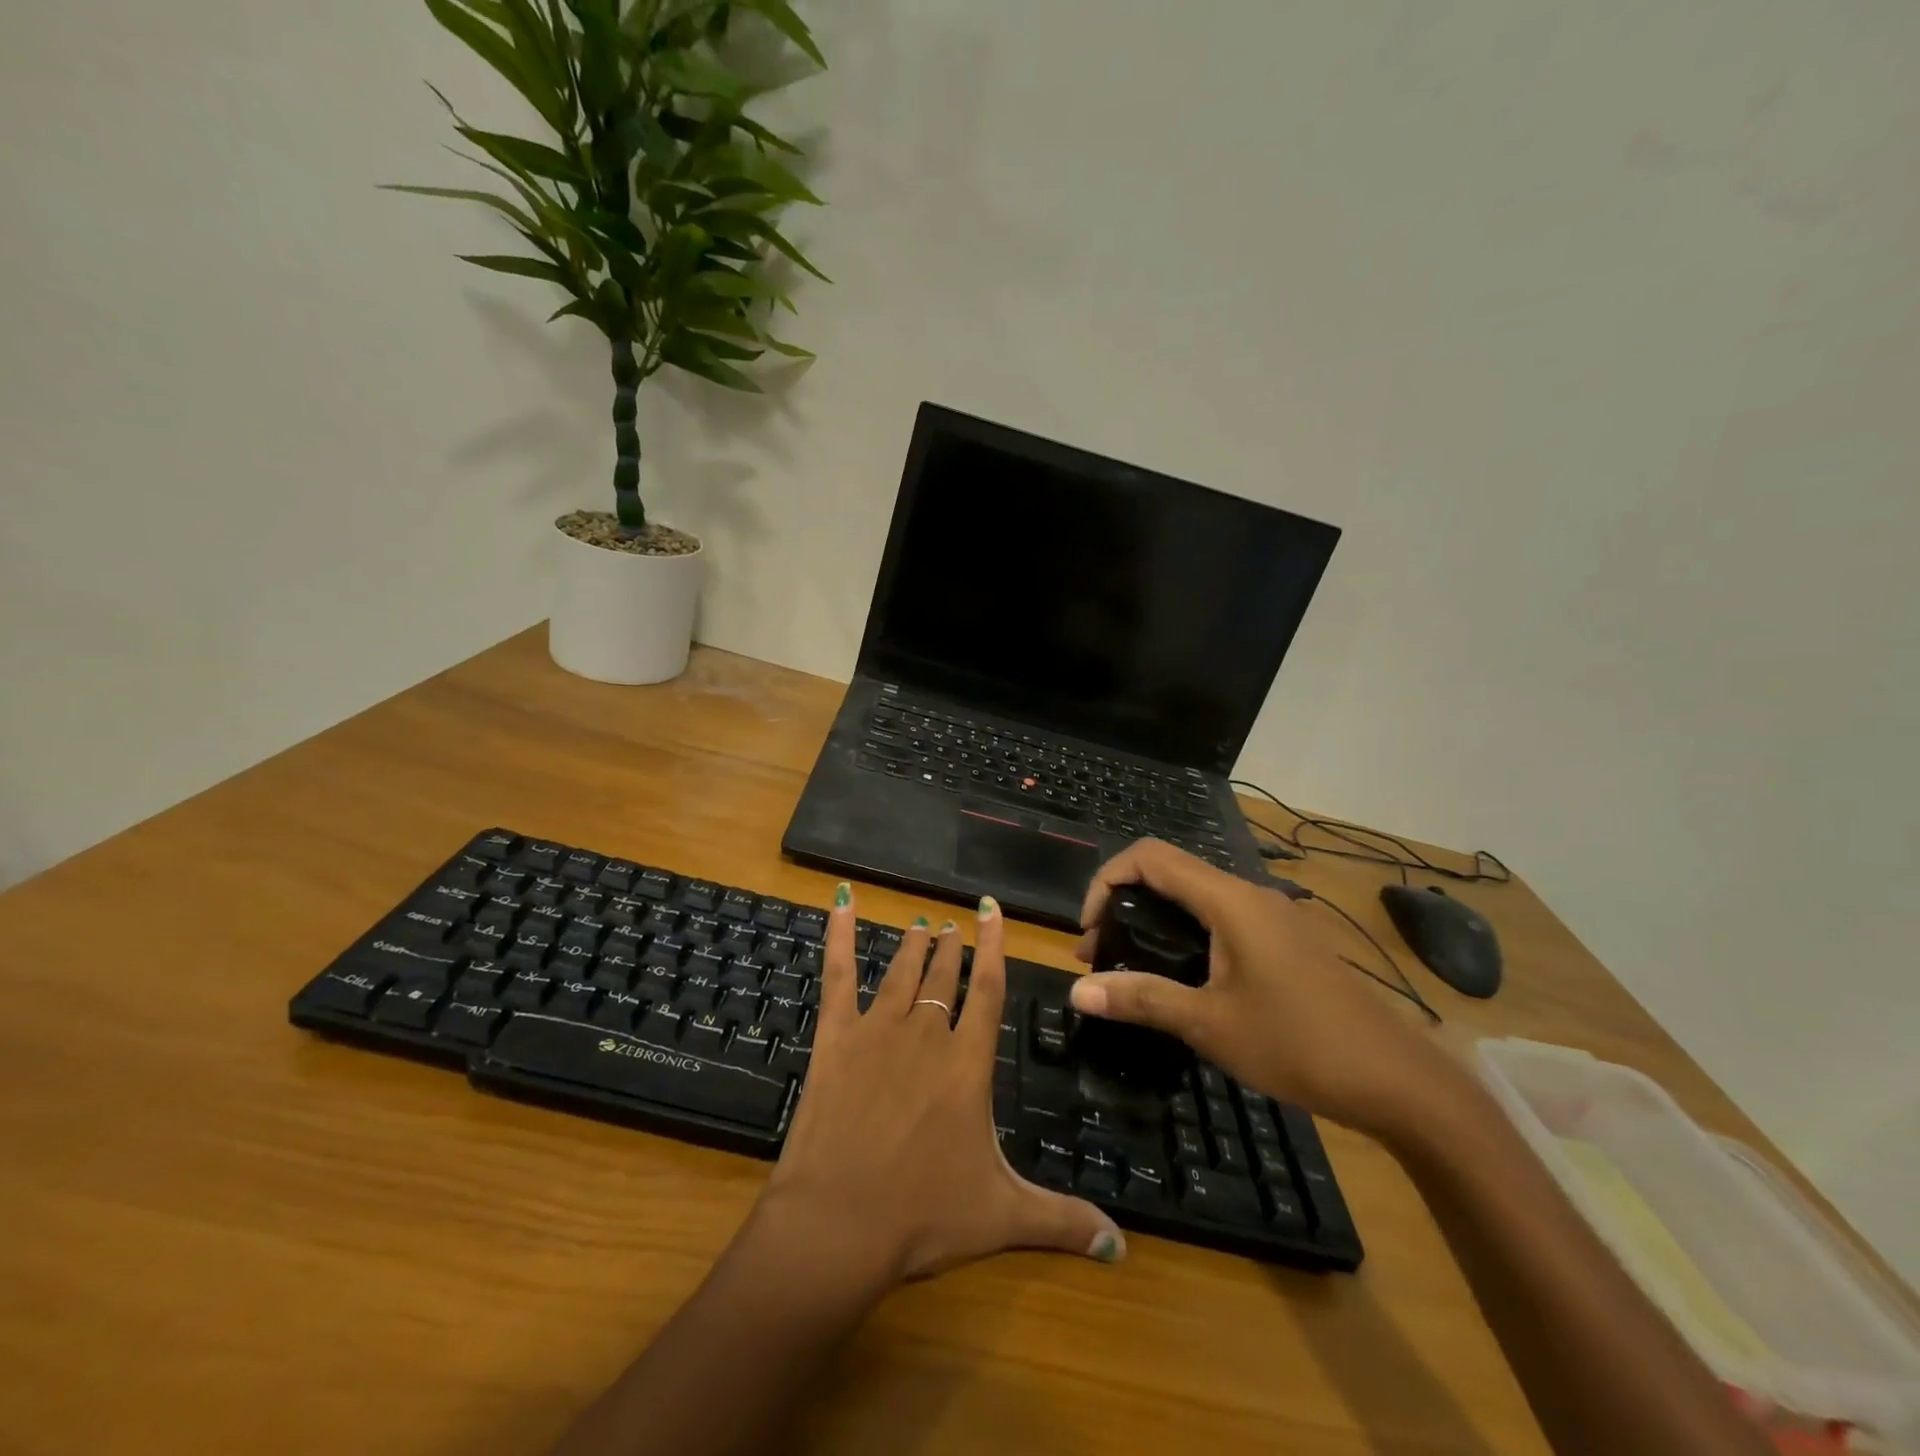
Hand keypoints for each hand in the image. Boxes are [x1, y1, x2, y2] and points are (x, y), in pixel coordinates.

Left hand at [757, 886, 1125, 1284]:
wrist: (838, 1223)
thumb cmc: (923, 1215)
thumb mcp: (1002, 1218)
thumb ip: (1063, 1221)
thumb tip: (1122, 1246)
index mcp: (967, 1064)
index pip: (988, 990)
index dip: (993, 947)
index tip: (991, 909)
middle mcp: (926, 1035)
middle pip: (945, 978)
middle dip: (952, 948)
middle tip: (953, 924)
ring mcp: (877, 1031)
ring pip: (902, 973)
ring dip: (914, 947)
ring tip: (922, 925)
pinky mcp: (835, 1038)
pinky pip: (838, 976)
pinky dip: (839, 936)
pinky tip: (840, 903)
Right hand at [1069, 840, 1451, 1137]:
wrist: (1397, 1080)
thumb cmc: (1298, 1044)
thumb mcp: (1209, 1024)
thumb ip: (1141, 999)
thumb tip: (1077, 992)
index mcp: (1229, 901)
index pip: (1150, 857)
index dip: (1107, 880)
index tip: (1089, 930)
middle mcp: (1249, 895)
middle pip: (1170, 872)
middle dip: (1124, 903)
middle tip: (1099, 954)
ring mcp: (1272, 917)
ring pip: (1196, 897)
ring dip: (1154, 920)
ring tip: (1130, 968)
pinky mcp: (1285, 941)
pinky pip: (1221, 919)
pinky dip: (1185, 934)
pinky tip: (1182, 978)